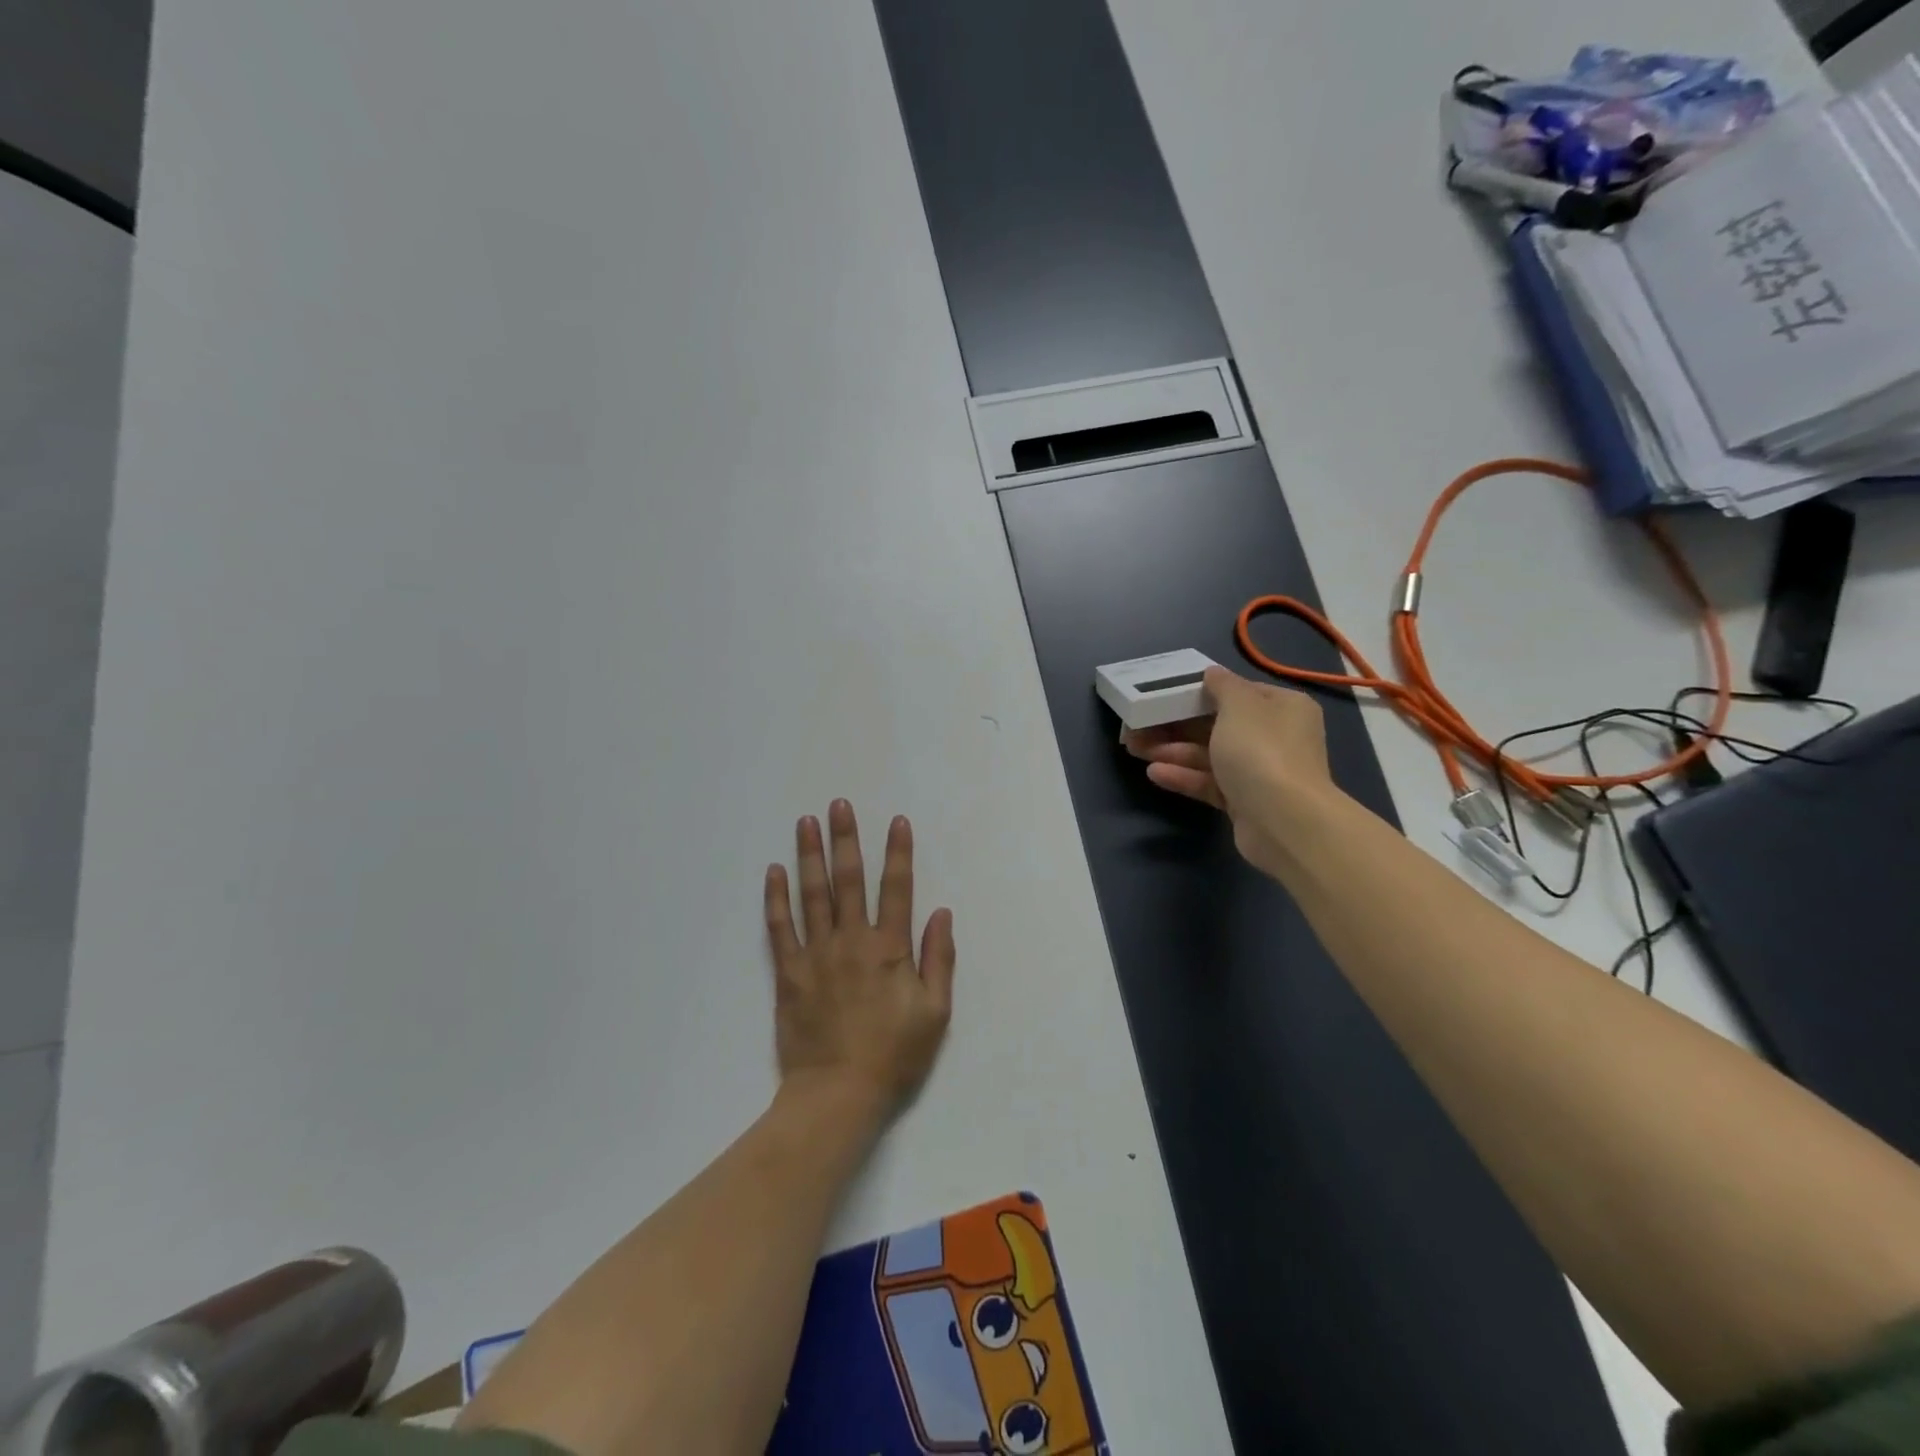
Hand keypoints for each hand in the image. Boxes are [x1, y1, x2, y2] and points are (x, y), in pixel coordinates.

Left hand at [764, 801, 955, 1117]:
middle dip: (845, 839)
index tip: (896, 821)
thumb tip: (941, 914)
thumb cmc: (893, 1056)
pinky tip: (774, 871)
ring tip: (805, 822)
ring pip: (812, 895)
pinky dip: (776, 898)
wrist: (837, 1094)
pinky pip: (780, 928)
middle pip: (848, 880)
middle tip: (838, 805)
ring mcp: (816, 955)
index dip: (898, 853)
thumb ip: (939, 960)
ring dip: (809, 855)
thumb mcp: (934, 1013)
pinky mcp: (789, 973)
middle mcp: (852, 941)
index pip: (896, 889)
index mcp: (889, 949)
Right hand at [1124, 667, 1341, 877]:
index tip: (1166, 693)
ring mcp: (1259, 771)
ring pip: (1210, 755)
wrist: (1284, 820)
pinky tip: (1154, 773)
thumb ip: (1222, 686)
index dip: (1201, 691)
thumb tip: (1212, 673)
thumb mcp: (1239, 705)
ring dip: (1173, 750)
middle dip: (1176, 724)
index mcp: (1282, 707)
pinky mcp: (1244, 801)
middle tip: (1139, 724)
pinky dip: (1184, 776)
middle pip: (1217, 725)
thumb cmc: (1261, 751)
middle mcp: (1274, 737)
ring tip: (1135, 748)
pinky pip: (1210, 783)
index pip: (1238, 692)